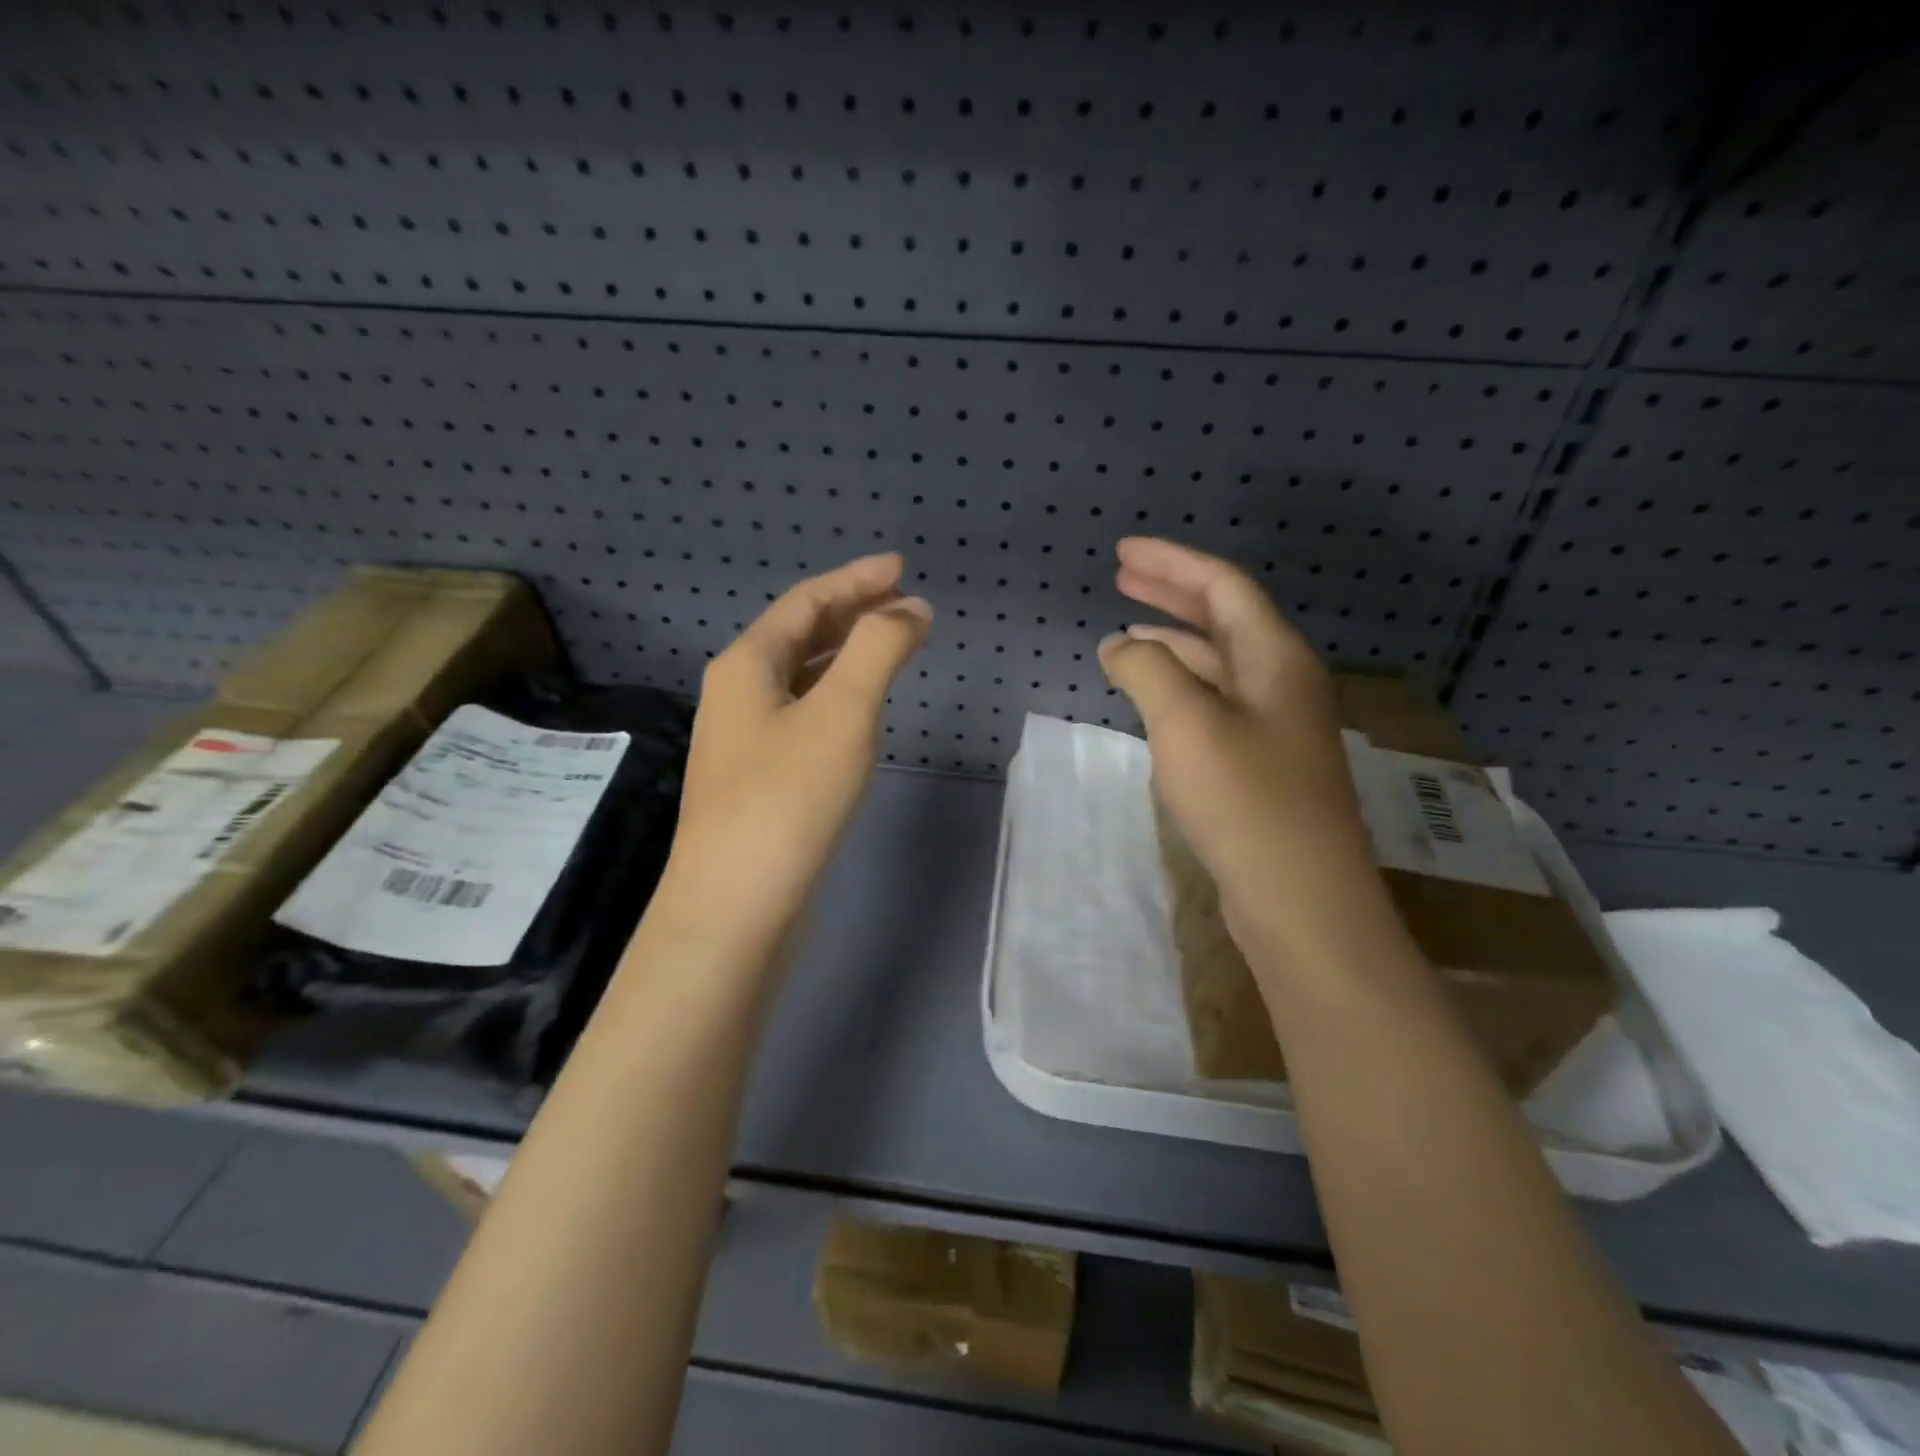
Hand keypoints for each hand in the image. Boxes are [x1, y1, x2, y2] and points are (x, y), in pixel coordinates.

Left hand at [655, 553, 931, 962]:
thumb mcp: (842, 713)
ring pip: (800, 678)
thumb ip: (878, 651)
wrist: (736, 907)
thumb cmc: (788, 799)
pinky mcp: (758, 780)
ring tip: (890, 646)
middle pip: (799, 636)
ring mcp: (743, 741)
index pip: (806, 602)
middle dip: (852, 613)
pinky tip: (859, 712)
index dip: (856, 579)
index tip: (902, 568)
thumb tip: (910, 609)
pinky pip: (802, 716)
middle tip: (904, 602)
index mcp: (747, 665)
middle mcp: (737, 694)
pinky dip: (836, 697)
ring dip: (845, 655)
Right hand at [1096, 538, 1388, 963]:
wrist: (1301, 899)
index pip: (1222, 586)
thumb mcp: (1185, 722)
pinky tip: (1154, 697)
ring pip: (1219, 663)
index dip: (1172, 561)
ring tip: (1126, 634)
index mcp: (1276, 657)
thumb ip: (1147, 670)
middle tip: (1122, 576)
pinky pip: (1216, 703)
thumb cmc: (1245, 800)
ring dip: (1173, 642)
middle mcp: (1283, 681)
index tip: (1122, 551)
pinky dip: (1180, 687)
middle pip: (1224, 617)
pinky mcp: (1263, 764)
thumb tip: (1119, 645)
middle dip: (1172, 593)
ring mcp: (1276, 725)